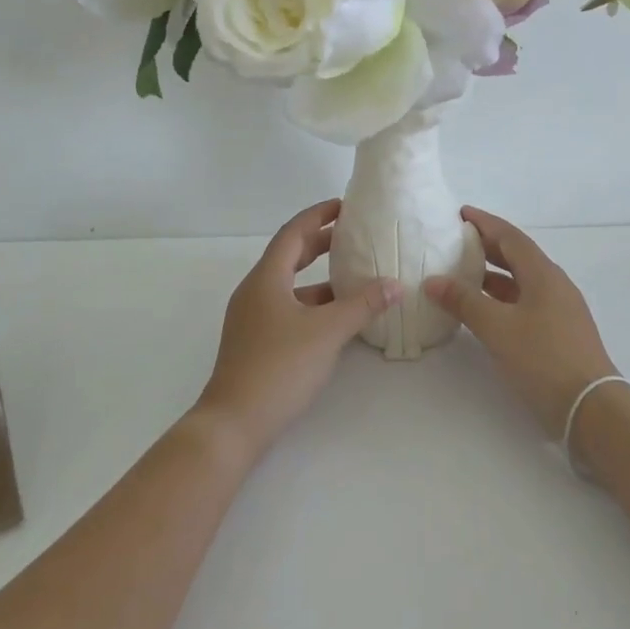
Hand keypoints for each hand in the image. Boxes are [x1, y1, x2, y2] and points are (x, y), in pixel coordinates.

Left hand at [195, 199, 401, 460]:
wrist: (234, 423)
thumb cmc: (279, 367)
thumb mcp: (327, 333)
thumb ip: (362, 305)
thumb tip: (395, 285)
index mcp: (266, 278)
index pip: (293, 233)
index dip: (318, 215)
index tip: (345, 205)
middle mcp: (255, 291)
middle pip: (289, 255)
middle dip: (321, 242)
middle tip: (353, 235)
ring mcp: (253, 318)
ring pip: (290, 285)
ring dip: (319, 277)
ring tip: (354, 274)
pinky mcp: (257, 341)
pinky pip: (288, 308)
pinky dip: (313, 303)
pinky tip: (337, 316)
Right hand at [424, 206, 618, 437]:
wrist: (591, 409)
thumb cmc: (543, 359)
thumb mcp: (497, 328)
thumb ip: (464, 301)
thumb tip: (433, 280)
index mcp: (543, 274)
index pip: (510, 237)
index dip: (485, 223)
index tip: (460, 214)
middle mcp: (554, 285)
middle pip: (516, 256)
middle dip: (486, 246)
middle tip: (455, 241)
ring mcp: (559, 310)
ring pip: (520, 281)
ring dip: (492, 276)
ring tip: (461, 275)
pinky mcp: (559, 332)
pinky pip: (524, 302)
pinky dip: (500, 299)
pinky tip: (482, 311)